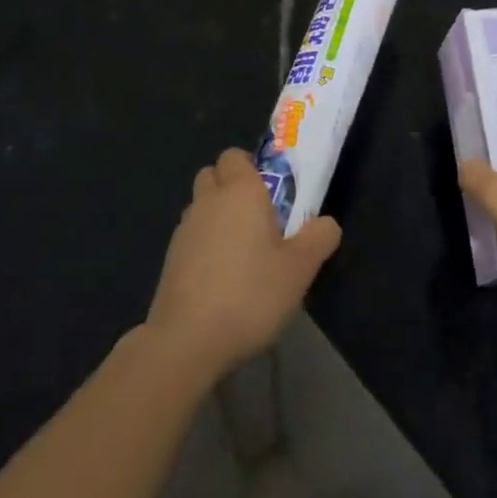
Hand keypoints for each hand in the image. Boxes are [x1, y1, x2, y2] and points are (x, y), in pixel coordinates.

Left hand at [147, 148, 341, 383]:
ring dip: (217, 217)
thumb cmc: (250, 294)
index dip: (252, 167)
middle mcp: (208, 201)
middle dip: (231, 187)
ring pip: (200, 207)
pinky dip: (204, 246)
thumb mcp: (300, 268)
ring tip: (241, 252)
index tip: (272, 191)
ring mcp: (184, 231)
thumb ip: (319, 238)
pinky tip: (221, 278)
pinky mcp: (169, 261)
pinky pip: (191, 238)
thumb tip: (326, 223)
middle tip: (259, 217)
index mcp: (240, 190)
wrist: (186, 342)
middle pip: (213, 175)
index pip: (236, 155)